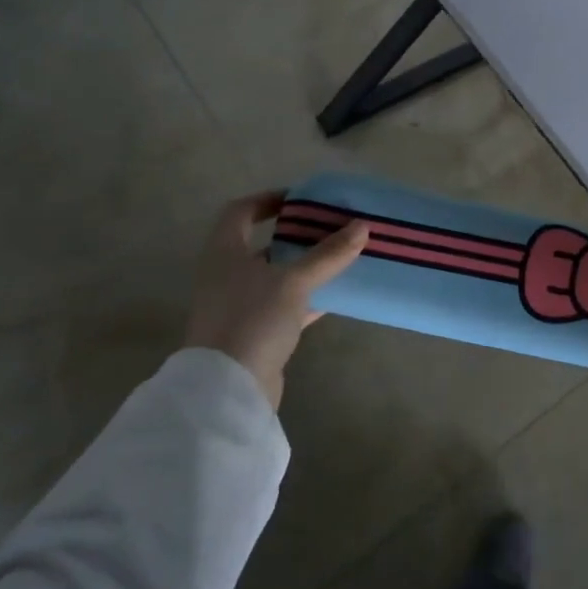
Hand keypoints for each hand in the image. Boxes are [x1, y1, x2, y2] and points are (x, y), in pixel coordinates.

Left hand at [183, 191, 368, 408]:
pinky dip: (308, 297)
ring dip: (306, 266)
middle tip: (331, 227)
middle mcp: (227, 275)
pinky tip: (337, 295)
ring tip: (341, 256)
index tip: (302, 200)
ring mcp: (239, 306)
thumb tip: (362, 225)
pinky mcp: (255, 333)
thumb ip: (328, 254)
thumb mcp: (294, 281)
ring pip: (277, 276)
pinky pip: (285, 305)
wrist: (228, 388)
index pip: (240, 212)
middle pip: (263, 244)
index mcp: (225, 252)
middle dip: (297, 234)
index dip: (268, 200)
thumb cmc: (253, 319)